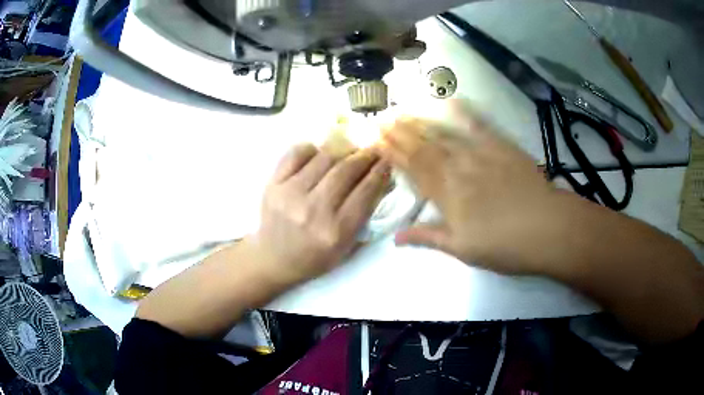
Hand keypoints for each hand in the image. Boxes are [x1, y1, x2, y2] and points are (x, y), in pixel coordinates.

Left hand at [249, 143, 389, 283]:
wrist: (273, 259)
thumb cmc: (315, 257)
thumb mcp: (347, 248)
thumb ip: (365, 217)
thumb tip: (382, 181)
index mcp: (336, 231)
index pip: (365, 192)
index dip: (380, 172)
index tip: (388, 160)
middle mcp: (314, 210)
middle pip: (346, 171)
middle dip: (365, 156)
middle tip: (374, 150)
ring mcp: (290, 194)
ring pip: (324, 158)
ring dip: (343, 149)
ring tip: (350, 149)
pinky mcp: (273, 184)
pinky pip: (296, 154)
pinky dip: (312, 149)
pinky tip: (319, 153)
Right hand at [379, 103, 560, 274]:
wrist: (546, 228)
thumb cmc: (504, 245)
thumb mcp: (463, 249)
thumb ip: (428, 237)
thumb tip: (395, 238)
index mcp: (447, 196)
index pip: (414, 170)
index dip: (394, 154)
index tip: (378, 141)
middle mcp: (458, 169)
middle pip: (424, 148)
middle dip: (401, 133)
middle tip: (383, 119)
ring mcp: (480, 154)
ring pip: (444, 135)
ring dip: (421, 123)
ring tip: (403, 111)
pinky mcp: (501, 146)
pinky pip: (480, 126)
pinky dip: (465, 112)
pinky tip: (452, 100)